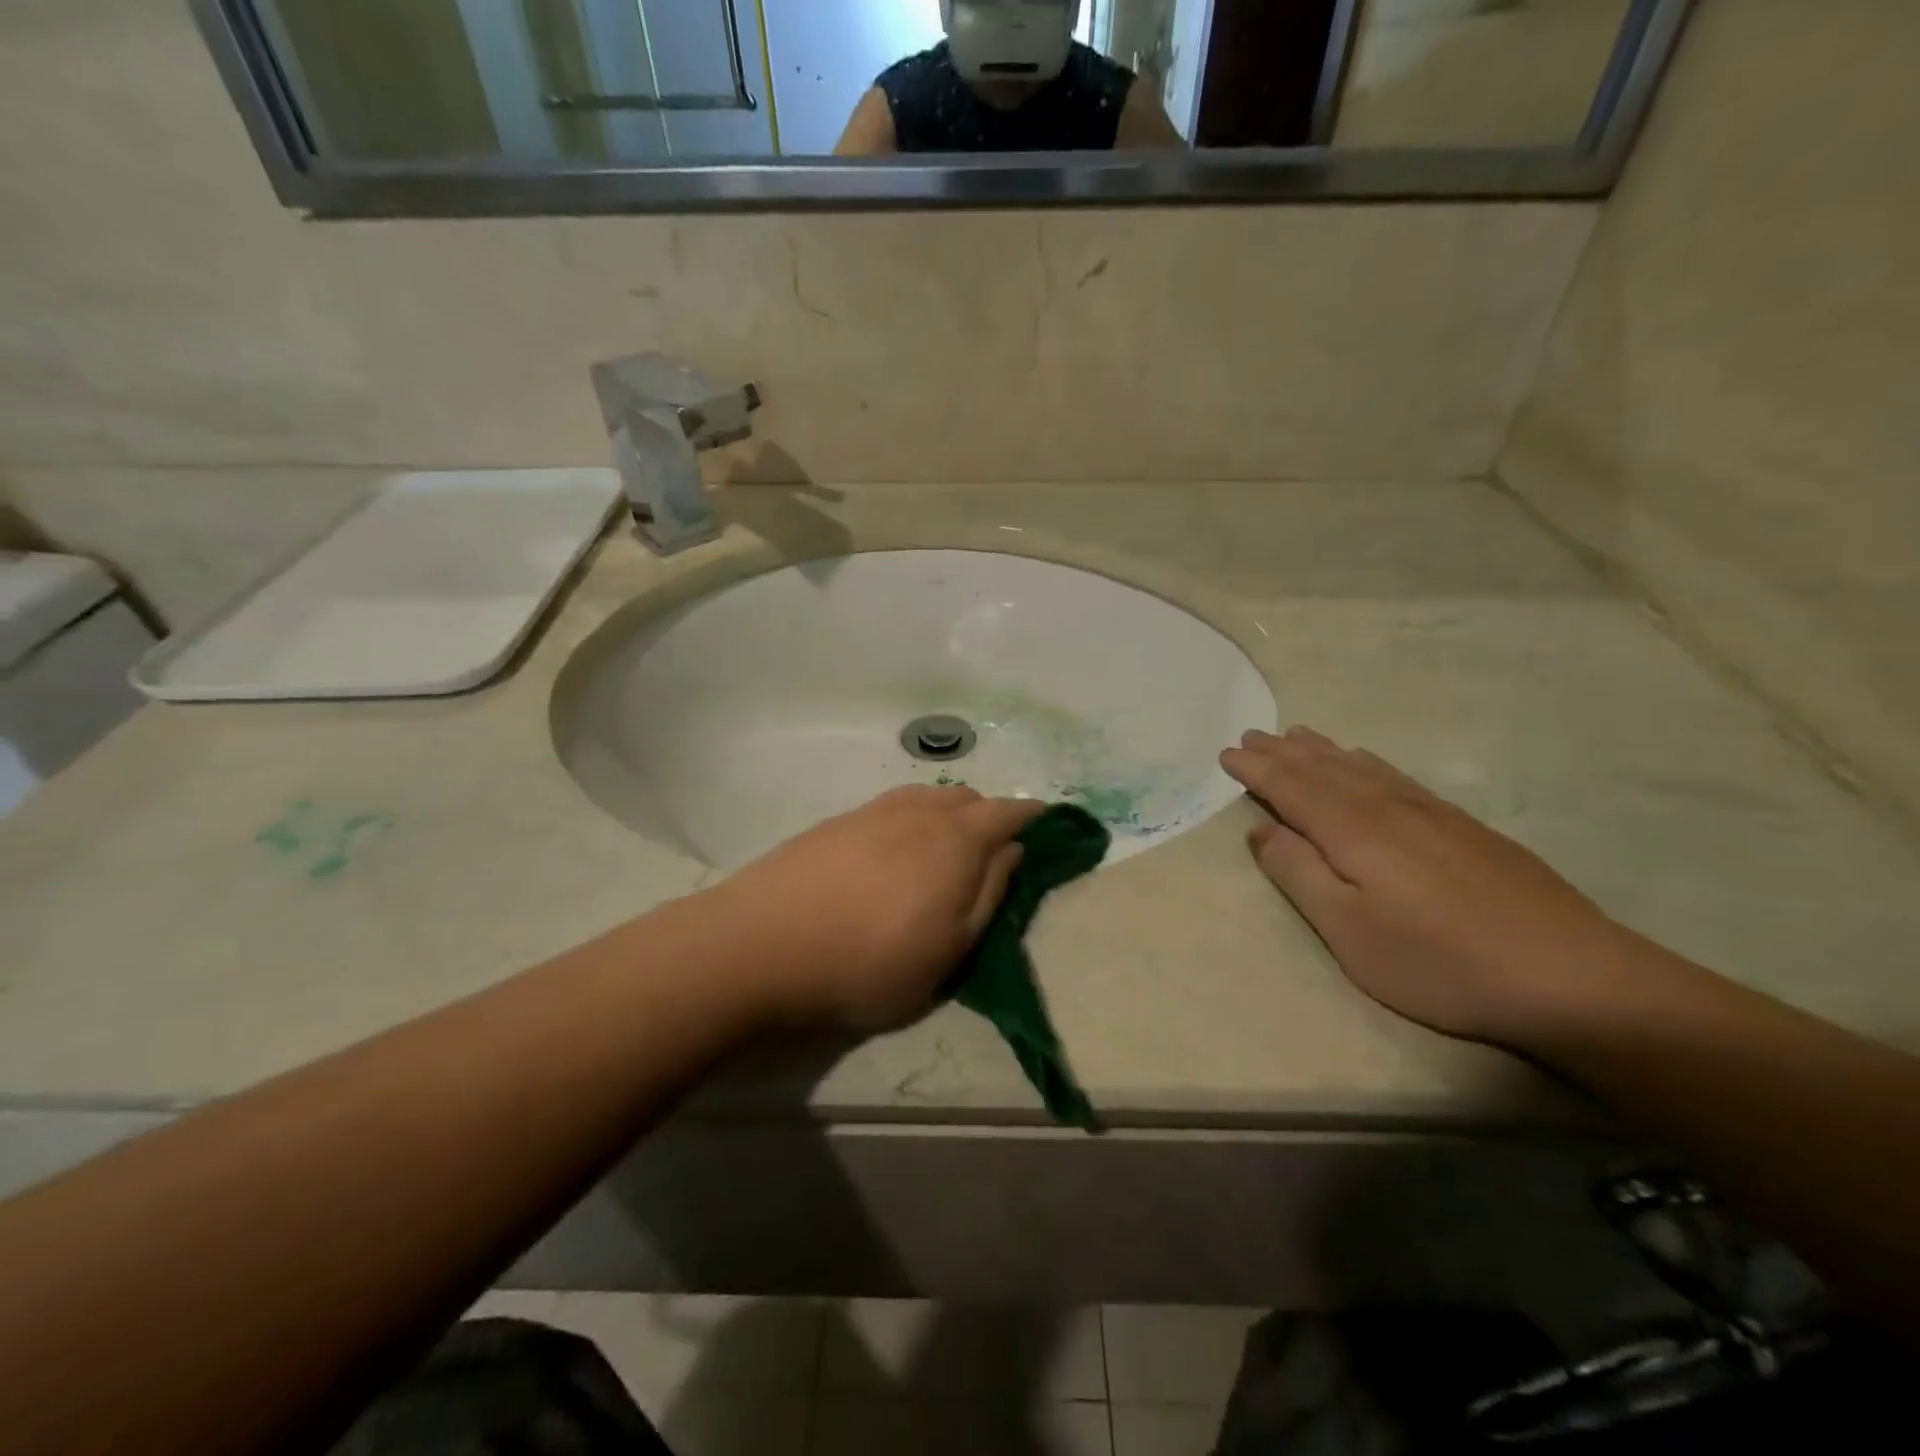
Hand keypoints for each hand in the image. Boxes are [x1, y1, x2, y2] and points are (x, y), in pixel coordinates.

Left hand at [707, 786, 1045, 1028]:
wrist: (761, 945)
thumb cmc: (868, 962)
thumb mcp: (949, 950)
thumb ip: (988, 895)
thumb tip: (1012, 851)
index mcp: (956, 841)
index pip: (1008, 813)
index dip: (1032, 816)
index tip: (1048, 822)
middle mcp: (919, 812)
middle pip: (968, 798)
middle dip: (989, 815)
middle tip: (993, 848)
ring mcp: (874, 811)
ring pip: (928, 797)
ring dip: (949, 812)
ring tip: (946, 845)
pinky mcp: (837, 821)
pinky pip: (893, 806)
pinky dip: (912, 816)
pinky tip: (896, 847)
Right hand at [1221, 728, 1637, 1044]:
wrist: (1572, 977)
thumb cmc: (1439, 962)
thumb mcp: (1348, 930)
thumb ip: (1298, 874)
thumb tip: (1260, 830)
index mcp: (1352, 831)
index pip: (1291, 788)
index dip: (1257, 770)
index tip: (1228, 754)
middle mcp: (1387, 808)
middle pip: (1323, 769)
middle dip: (1283, 752)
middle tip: (1252, 734)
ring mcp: (1431, 814)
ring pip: (1361, 767)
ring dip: (1322, 750)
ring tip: (1297, 734)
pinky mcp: (1464, 827)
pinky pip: (1396, 776)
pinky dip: (1367, 762)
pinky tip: (1366, 761)